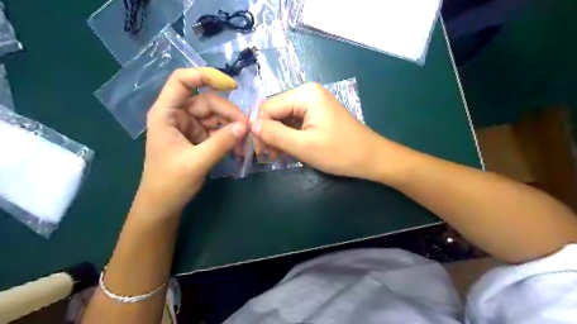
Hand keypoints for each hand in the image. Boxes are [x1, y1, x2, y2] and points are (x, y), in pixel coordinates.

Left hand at [139, 67, 250, 216]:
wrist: (164, 205)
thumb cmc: (170, 183)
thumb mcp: (196, 162)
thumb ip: (221, 143)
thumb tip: (244, 126)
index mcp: (166, 114)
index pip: (182, 81)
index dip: (205, 76)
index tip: (231, 86)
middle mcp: (178, 115)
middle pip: (208, 101)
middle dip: (229, 114)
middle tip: (247, 130)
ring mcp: (190, 127)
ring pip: (216, 116)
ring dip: (233, 128)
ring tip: (246, 144)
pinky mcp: (199, 138)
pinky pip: (218, 131)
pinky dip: (230, 138)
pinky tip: (240, 149)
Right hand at [251, 82, 384, 180]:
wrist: (371, 158)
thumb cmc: (340, 152)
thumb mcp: (304, 146)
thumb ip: (275, 135)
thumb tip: (251, 126)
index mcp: (305, 95)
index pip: (268, 107)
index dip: (260, 129)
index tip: (261, 152)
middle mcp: (307, 93)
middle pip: (275, 111)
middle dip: (269, 133)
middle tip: (269, 156)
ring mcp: (313, 103)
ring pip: (283, 118)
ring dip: (278, 137)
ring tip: (277, 156)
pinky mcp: (317, 114)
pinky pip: (295, 122)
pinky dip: (289, 136)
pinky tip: (288, 150)